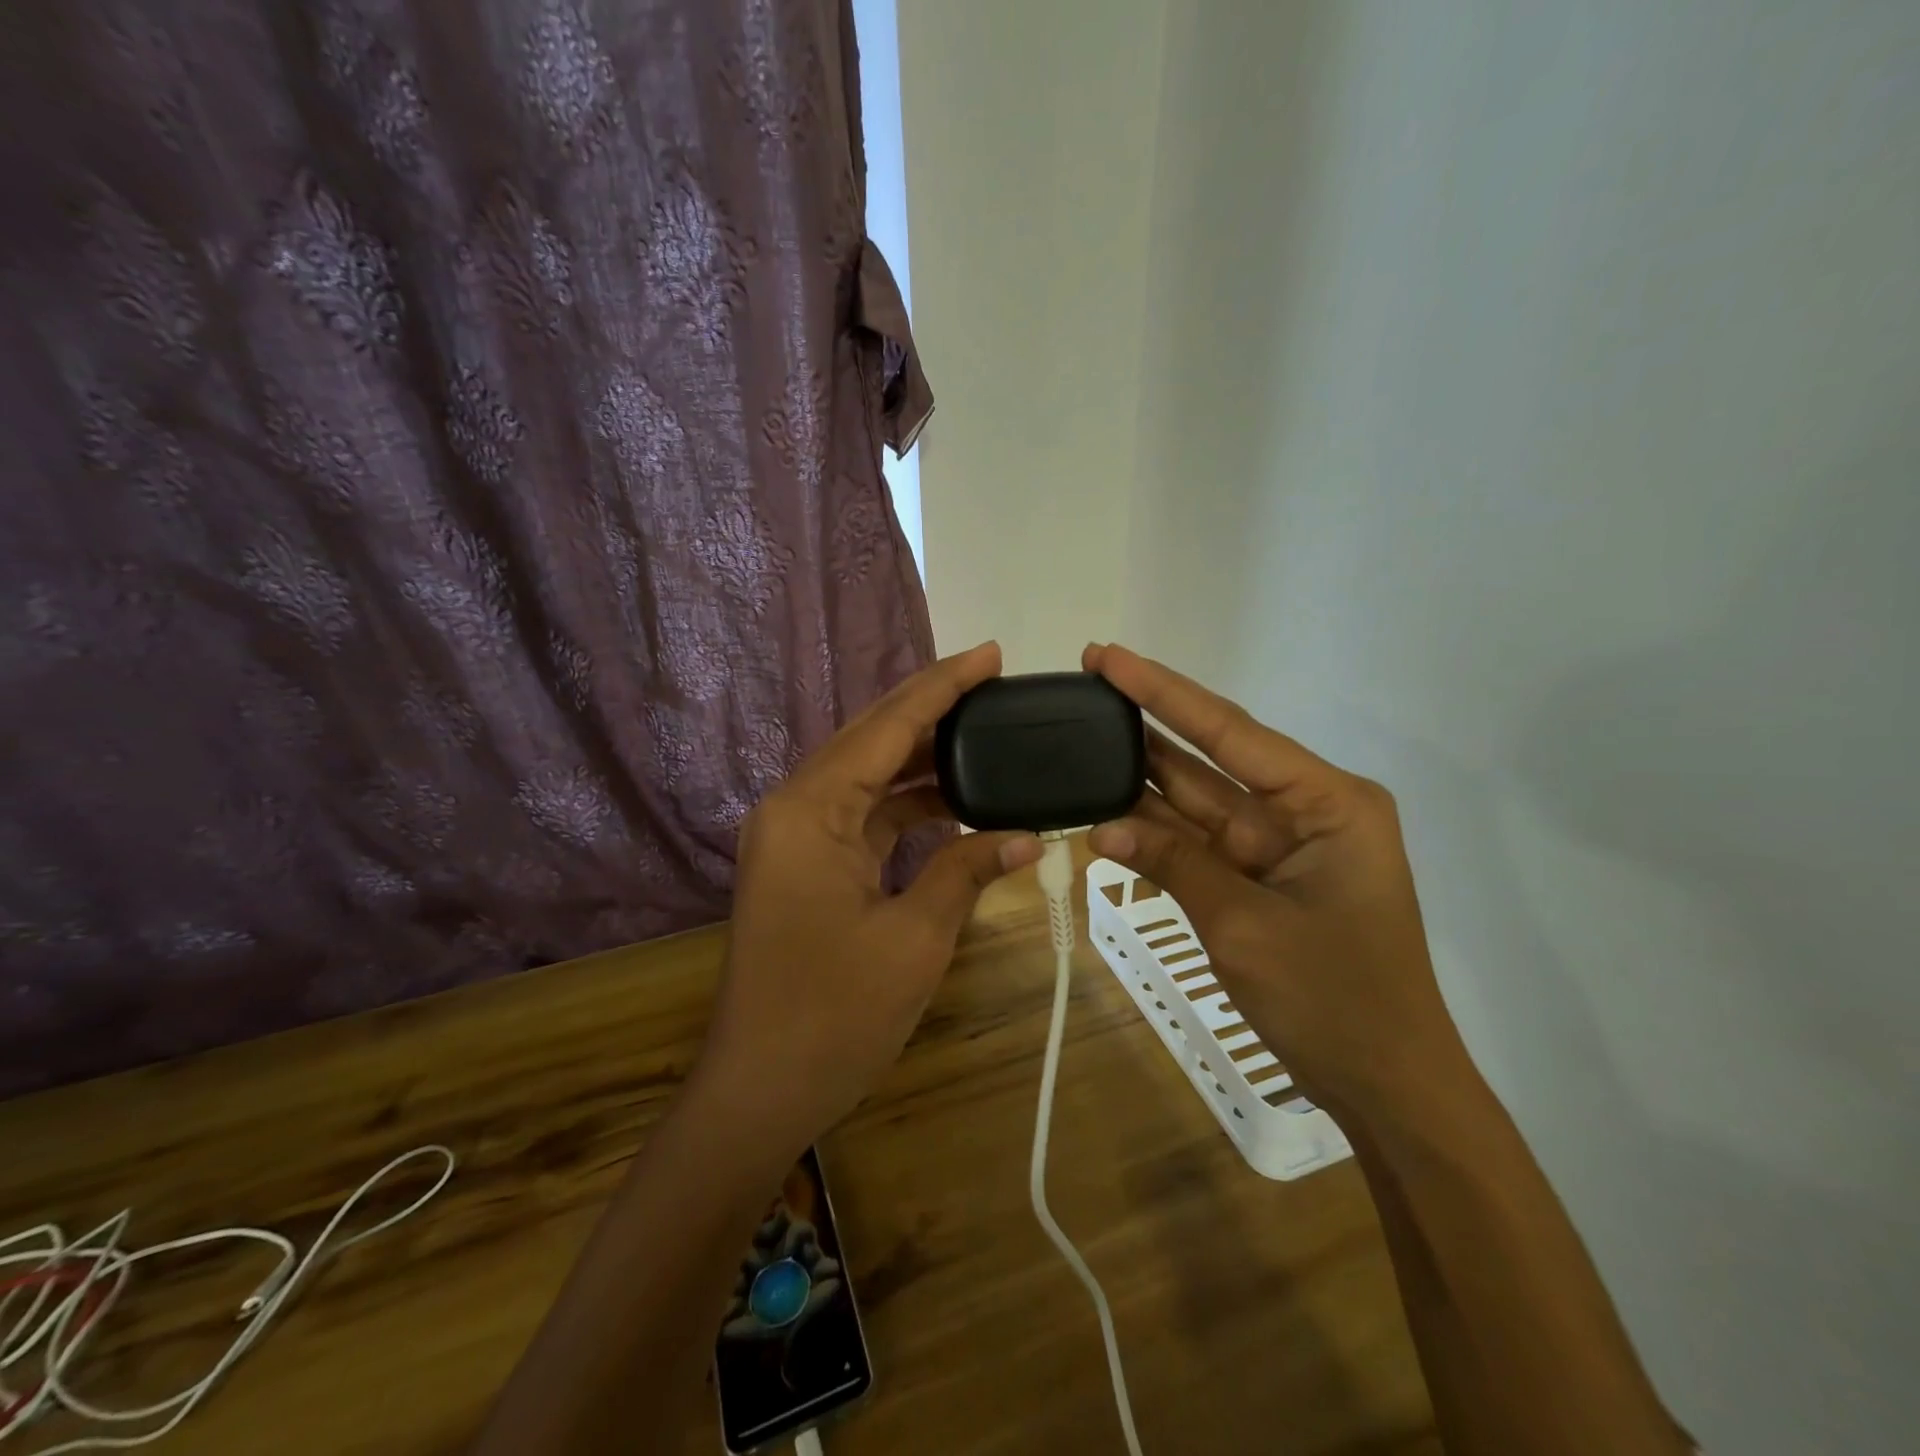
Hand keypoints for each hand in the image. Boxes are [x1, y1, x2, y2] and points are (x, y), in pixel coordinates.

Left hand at [694, 643, 1042, 1160]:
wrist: (760, 1090)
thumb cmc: (834, 1016)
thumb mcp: (915, 938)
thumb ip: (968, 872)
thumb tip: (1029, 836)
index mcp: (810, 810)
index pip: (887, 728)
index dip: (943, 687)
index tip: (990, 654)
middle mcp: (794, 807)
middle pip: (871, 739)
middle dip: (933, 708)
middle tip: (994, 682)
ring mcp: (794, 835)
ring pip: (866, 775)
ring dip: (922, 758)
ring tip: (986, 735)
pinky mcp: (803, 863)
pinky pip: (861, 814)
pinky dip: (906, 804)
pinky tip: (953, 799)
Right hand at [1083, 643, 1469, 1114]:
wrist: (1387, 1087)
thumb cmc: (1335, 1000)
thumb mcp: (1245, 926)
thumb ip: (1174, 864)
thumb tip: (1102, 826)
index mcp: (1327, 801)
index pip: (1230, 731)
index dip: (1163, 692)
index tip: (1108, 657)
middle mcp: (1305, 809)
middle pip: (1212, 755)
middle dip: (1149, 723)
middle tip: (1087, 683)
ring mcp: (1280, 844)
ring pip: (1198, 798)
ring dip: (1142, 777)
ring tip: (1082, 737)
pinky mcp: (1260, 877)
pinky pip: (1198, 843)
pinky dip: (1154, 833)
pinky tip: (1104, 812)